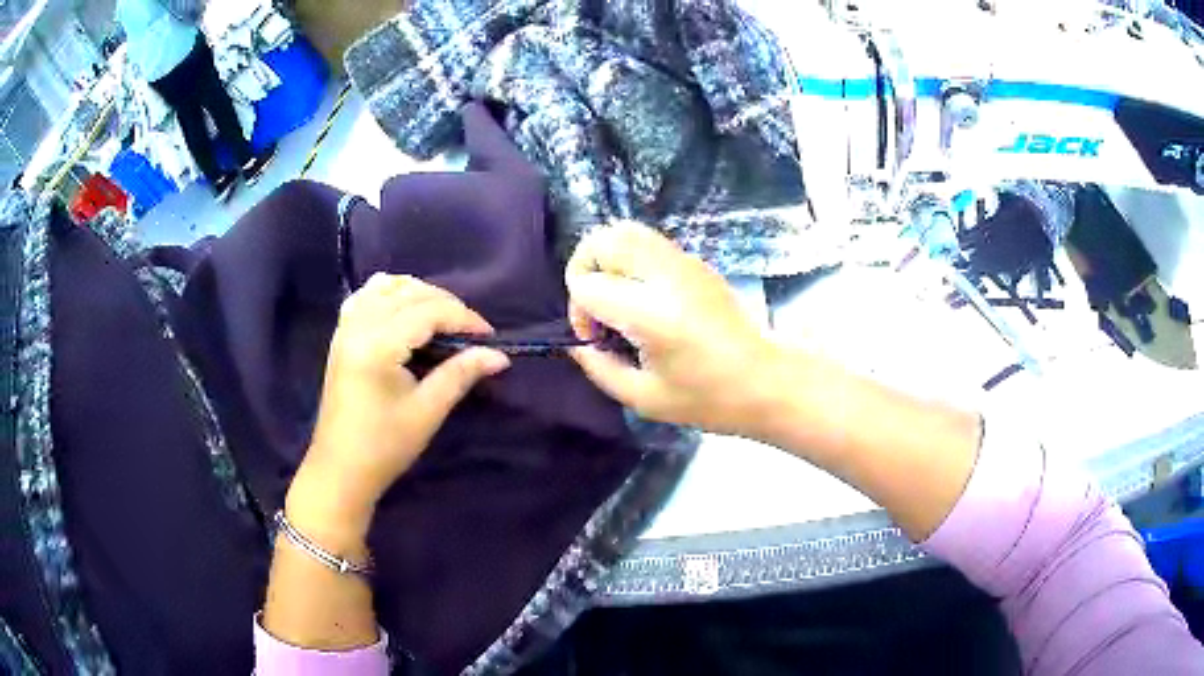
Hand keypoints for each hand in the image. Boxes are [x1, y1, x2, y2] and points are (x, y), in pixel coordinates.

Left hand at [290, 274, 509, 535]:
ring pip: (385, 286)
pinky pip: (365, 296)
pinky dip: (389, 294)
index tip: (489, 337)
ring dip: (418, 294)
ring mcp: (345, 328)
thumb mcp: (427, 411)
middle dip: (446, 304)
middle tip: (470, 333)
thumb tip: (499, 356)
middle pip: (409, 293)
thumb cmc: (384, 446)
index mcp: (378, 345)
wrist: (341, 469)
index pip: (428, 312)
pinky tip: (404, 310)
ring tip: (441, 318)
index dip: (464, 318)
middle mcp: (359, 326)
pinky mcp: (341, 336)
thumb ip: (461, 374)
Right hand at [566, 222, 781, 436]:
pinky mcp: (696, 262)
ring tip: (616, 296)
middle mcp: (665, 275)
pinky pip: (648, 242)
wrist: (765, 380)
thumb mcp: (643, 397)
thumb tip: (577, 344)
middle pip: (602, 240)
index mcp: (651, 313)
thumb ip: (599, 367)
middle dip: (584, 269)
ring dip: (607, 259)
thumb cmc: (707, 399)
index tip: (597, 338)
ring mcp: (684, 262)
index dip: (579, 311)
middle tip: (596, 306)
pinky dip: (630, 258)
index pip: (588, 284)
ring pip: (625, 230)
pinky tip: (642, 296)